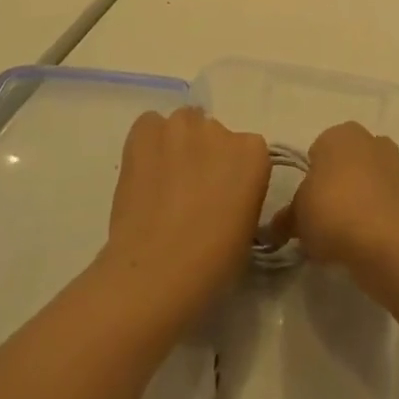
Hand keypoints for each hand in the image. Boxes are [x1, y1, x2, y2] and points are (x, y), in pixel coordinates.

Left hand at [101, 107, 269, 324]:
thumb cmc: (213, 262)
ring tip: (163, 183)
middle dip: (205, 157)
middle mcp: (219, 128)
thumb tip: (224, 194)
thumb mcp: (248, 229)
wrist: (156, 271)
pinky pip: (150, 126)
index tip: (223, 198)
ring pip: (182, 127)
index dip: (233, 175)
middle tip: (191, 193)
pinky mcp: (145, 131)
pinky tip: (144, 173)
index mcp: (253, 152)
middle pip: (213, 135)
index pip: (247, 152)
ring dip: (177, 147)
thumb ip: (243, 194)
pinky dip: (148, 143)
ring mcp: (180, 126)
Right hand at [275, 121, 398, 275]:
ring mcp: (391, 162)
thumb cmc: (331, 212)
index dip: (308, 180)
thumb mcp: (297, 216)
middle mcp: (366, 138)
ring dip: (354, 198)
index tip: (305, 205)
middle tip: (321, 218)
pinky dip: (371, 212)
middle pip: (342, 163)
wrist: (384, 241)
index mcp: (336, 134)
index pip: (315, 153)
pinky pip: (379, 198)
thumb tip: (277, 226)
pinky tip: (361, 237)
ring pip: (363, 180)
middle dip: (333, 185)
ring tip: (341, 233)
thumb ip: (286, 217)